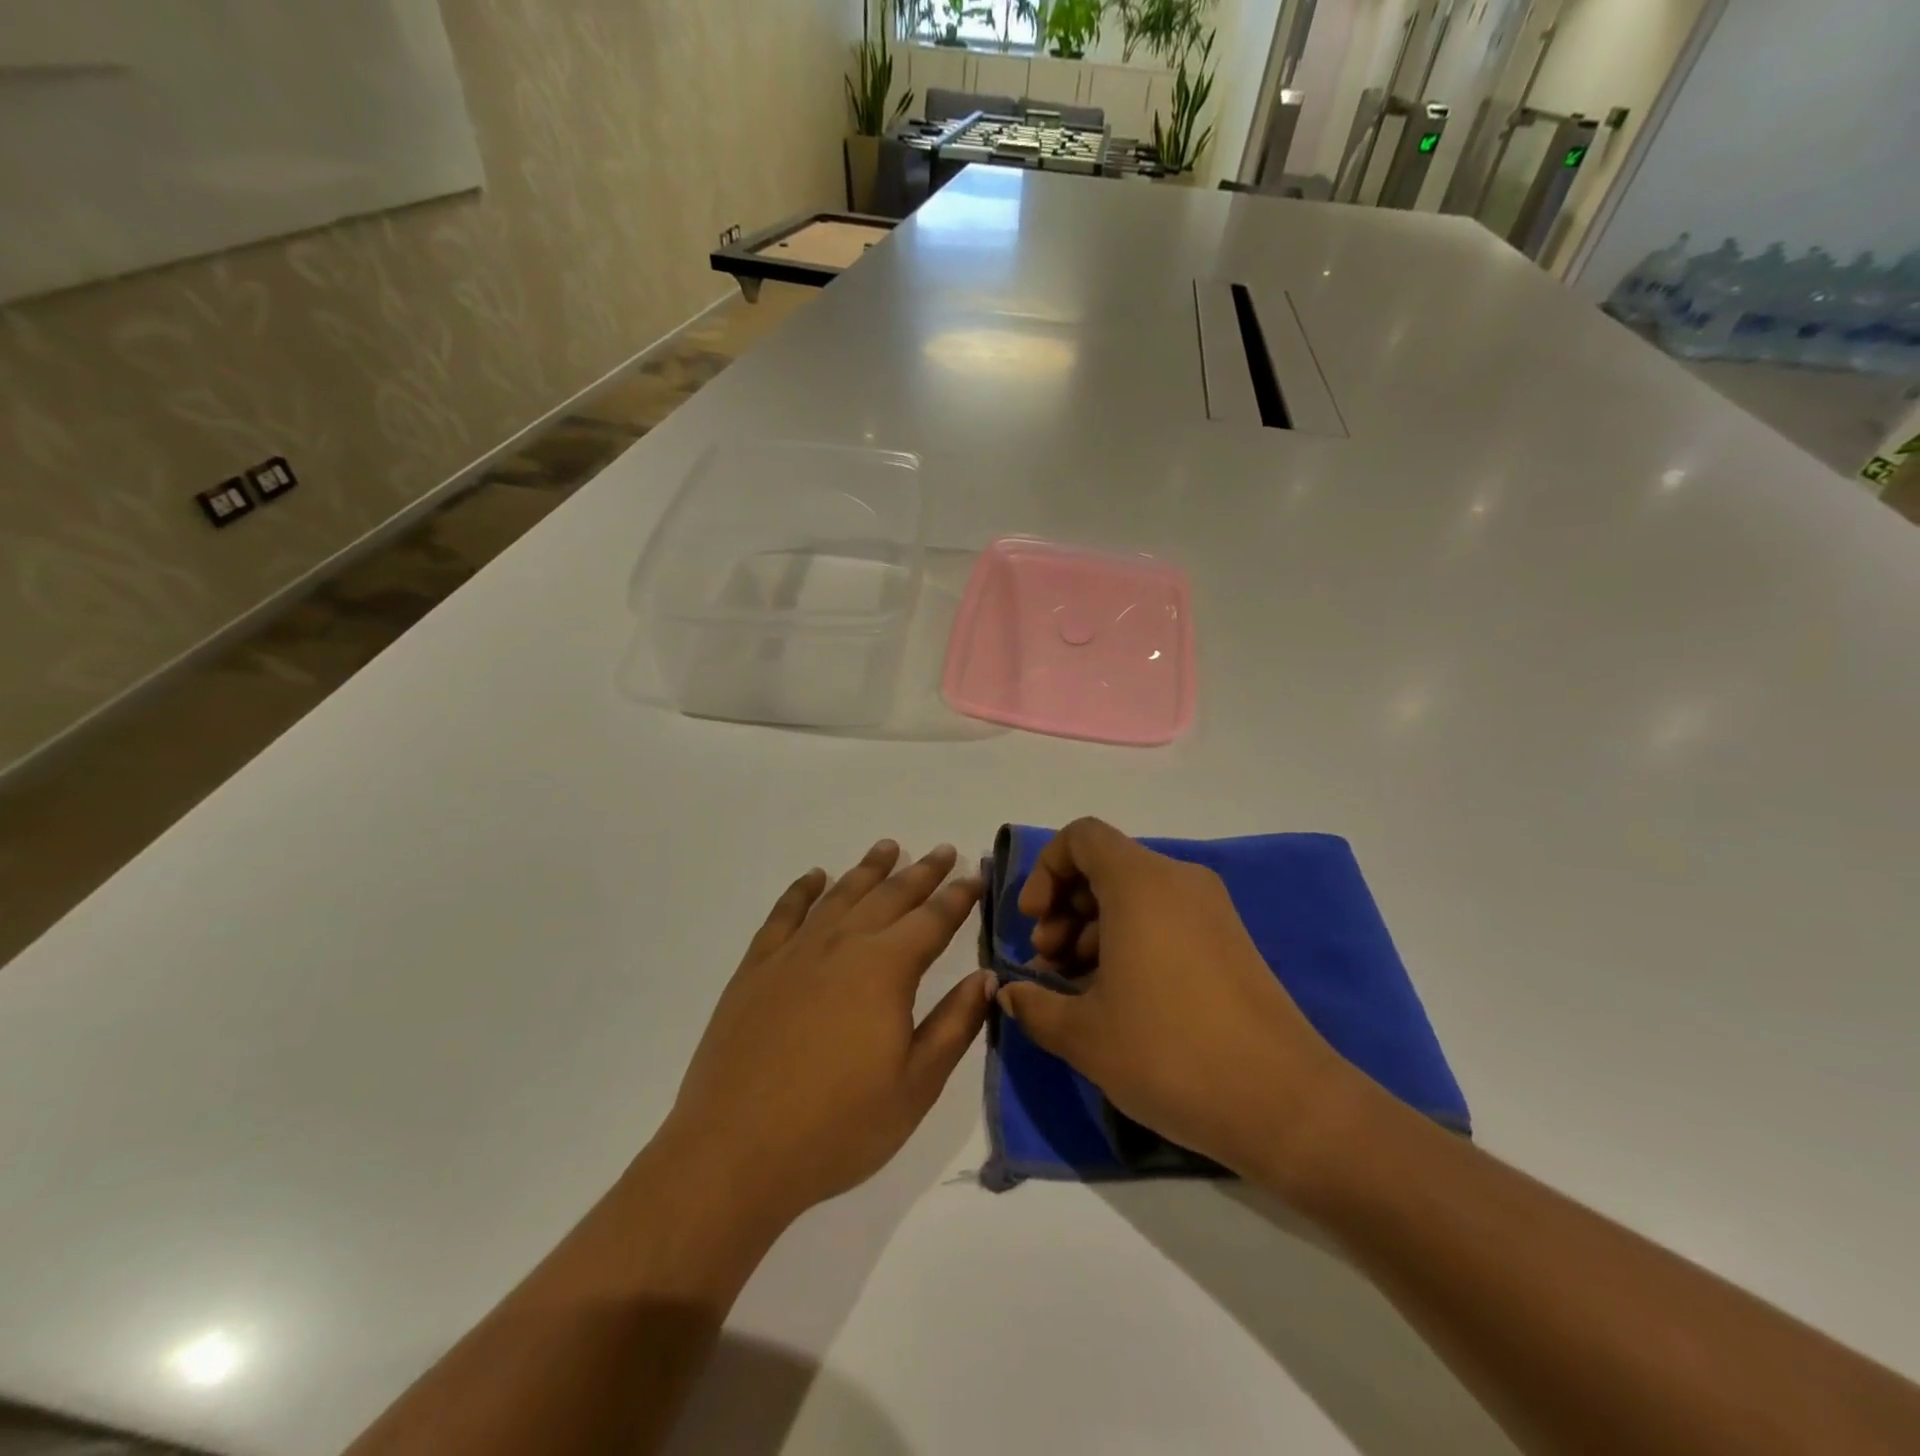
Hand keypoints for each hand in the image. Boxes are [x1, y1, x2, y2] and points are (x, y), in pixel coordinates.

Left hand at [655, 841, 990, 1231]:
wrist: (734, 1153)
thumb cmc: (838, 1128)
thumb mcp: (915, 1085)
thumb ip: (954, 1025)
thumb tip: (986, 977)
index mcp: (885, 970)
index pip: (933, 920)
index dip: (958, 897)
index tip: (975, 876)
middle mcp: (842, 946)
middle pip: (890, 896)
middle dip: (921, 872)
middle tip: (943, 851)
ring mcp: (793, 953)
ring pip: (840, 896)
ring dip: (868, 869)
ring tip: (888, 847)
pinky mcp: (755, 969)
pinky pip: (784, 914)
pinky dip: (802, 890)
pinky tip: (815, 877)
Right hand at [995, 818, 1358, 1182]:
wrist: (1285, 1104)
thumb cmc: (1170, 1052)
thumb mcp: (1084, 1035)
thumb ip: (1034, 1005)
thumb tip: (1010, 993)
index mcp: (1141, 883)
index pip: (1082, 837)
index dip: (1046, 870)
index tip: (1034, 922)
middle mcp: (1179, 881)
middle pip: (1106, 866)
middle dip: (1065, 908)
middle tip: (1048, 964)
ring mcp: (1211, 910)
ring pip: (1134, 896)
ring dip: (1093, 930)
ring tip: (1075, 989)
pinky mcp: (1229, 941)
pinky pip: (1164, 919)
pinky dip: (1130, 941)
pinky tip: (1116, 998)